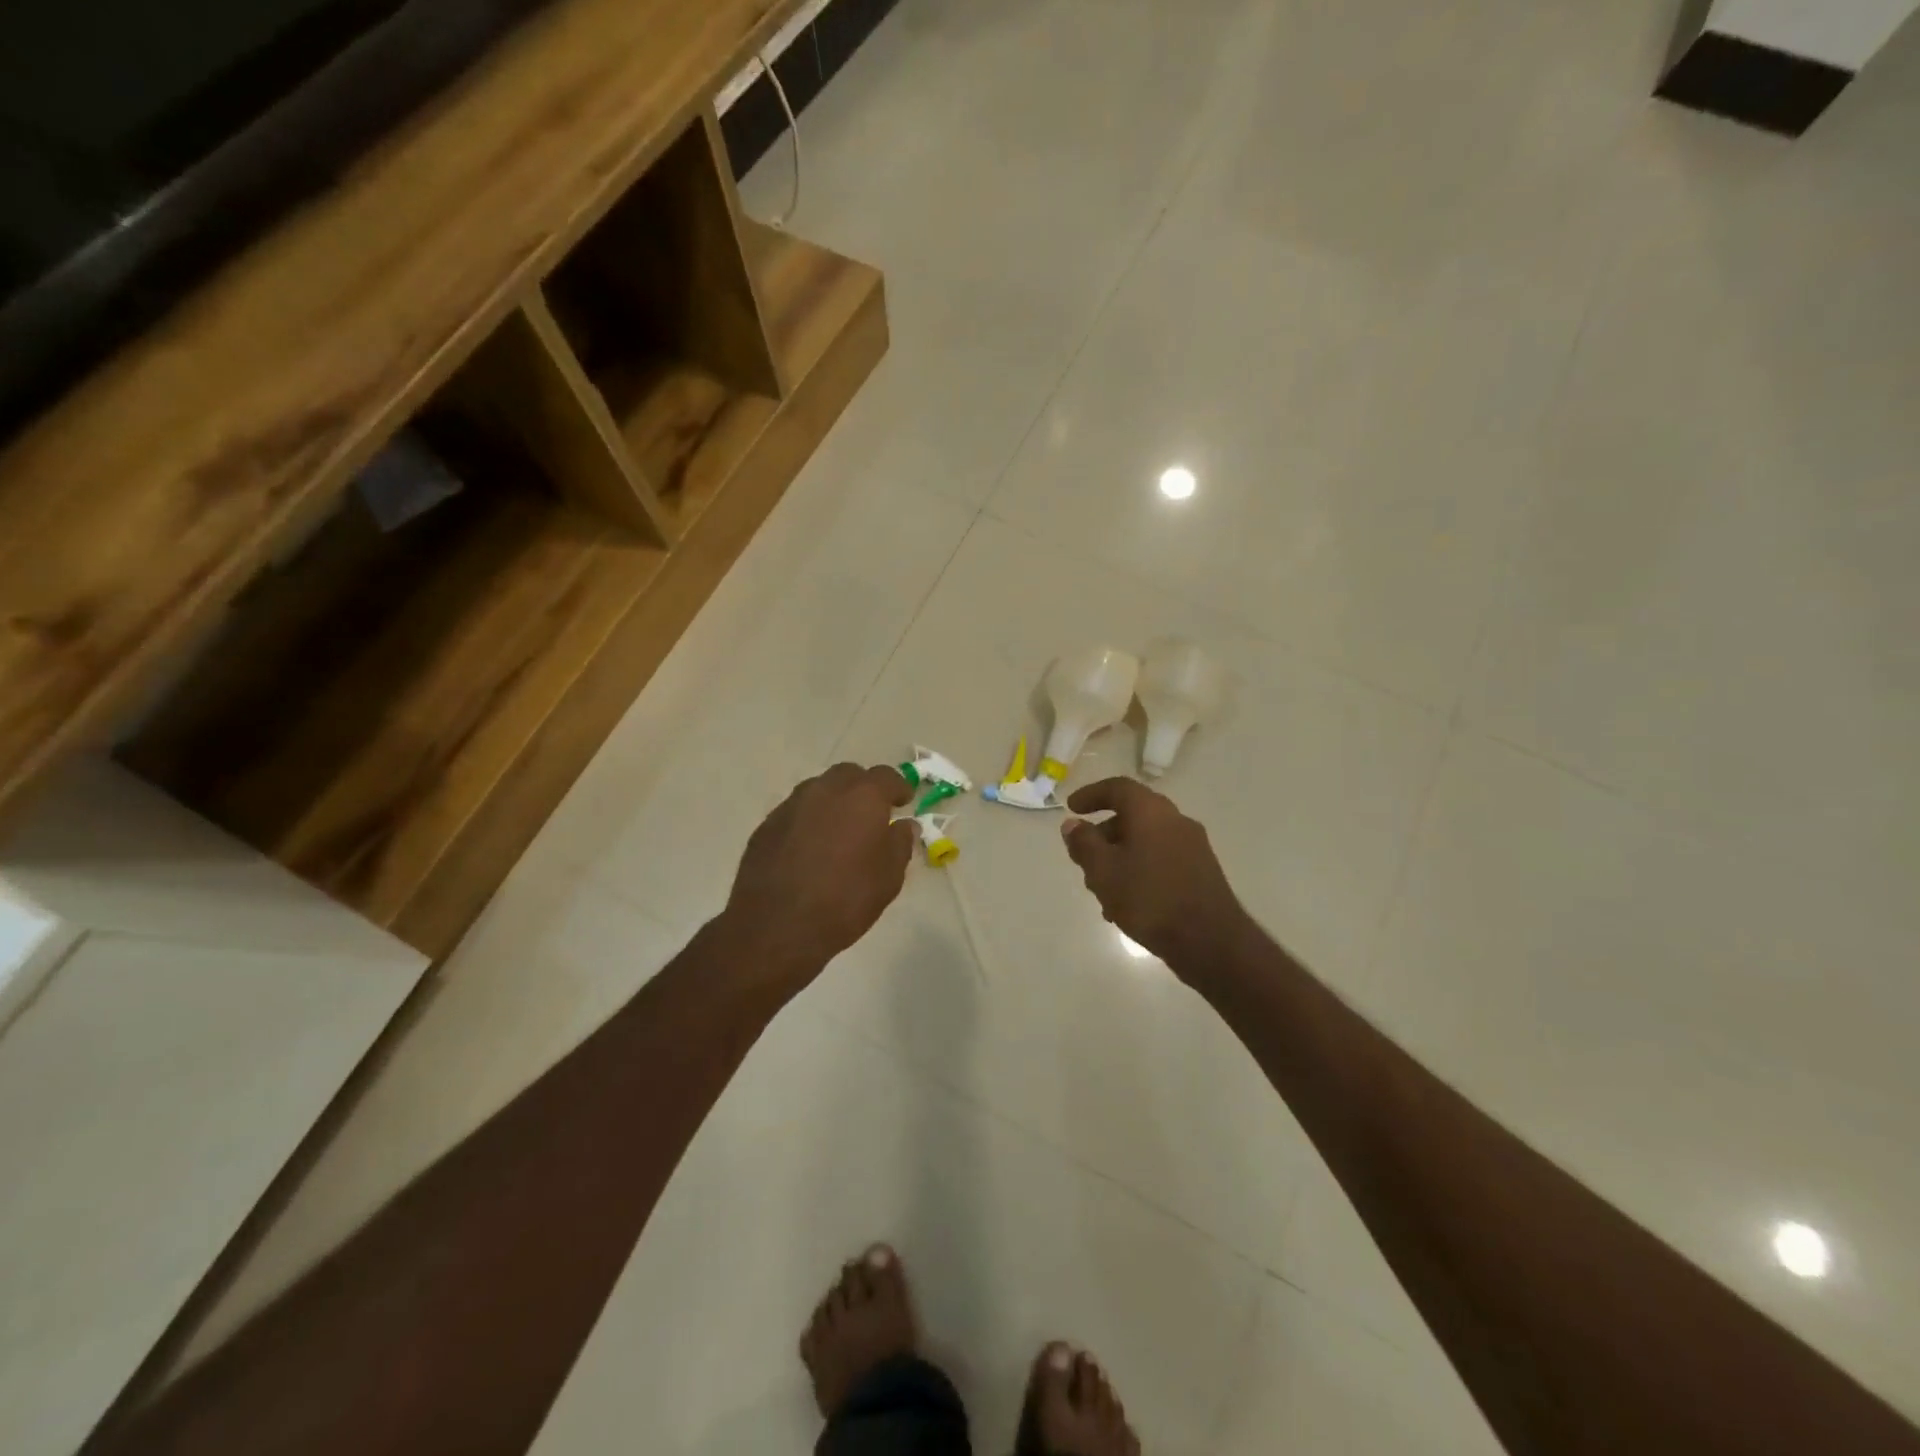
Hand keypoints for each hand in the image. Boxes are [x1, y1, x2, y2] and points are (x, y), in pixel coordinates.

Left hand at [721, 763, 916, 991]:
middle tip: (872, 815)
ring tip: (840, 832)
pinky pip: (796, 812)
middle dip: (864, 789)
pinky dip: (809, 821)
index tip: (903, 803)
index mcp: (862, 796)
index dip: (898, 787)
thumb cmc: (845, 900)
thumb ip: (900, 844)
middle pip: (849, 775)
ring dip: (834, 802)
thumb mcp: (889, 878)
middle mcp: (825, 790)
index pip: (887, 776)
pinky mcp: (767, 825)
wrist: (776, 926)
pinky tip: (810, 848)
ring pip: (819, 790)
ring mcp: (792, 805)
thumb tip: (903, 826)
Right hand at [1061, 778, 1254, 978]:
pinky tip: (1127, 905)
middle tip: (1083, 858)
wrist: (1210, 941)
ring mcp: (1193, 846)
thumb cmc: (1149, 899)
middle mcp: (1176, 820)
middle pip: (1132, 816)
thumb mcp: (1103, 871)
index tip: (1071, 809)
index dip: (1091, 795)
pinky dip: (1139, 870)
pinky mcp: (1201, 871)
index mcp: (1152, 811)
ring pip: (1145, 841)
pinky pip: (1161, 859)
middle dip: (1103, 835)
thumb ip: (1084, 843)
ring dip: (1119, 858)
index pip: (1118, 788)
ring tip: (1101, 892)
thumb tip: (1072, 824)